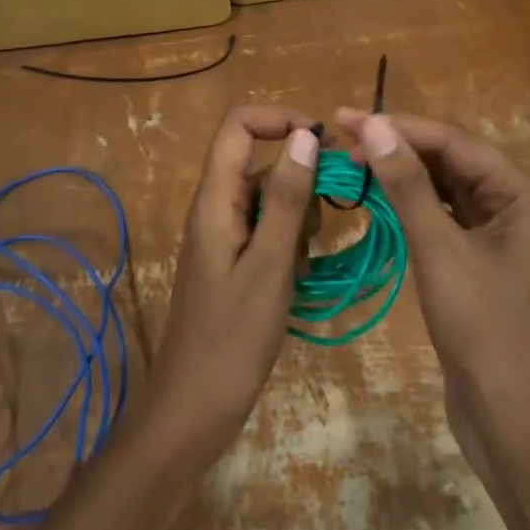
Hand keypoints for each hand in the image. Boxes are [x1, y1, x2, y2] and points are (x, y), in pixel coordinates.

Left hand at [138, 105, 319, 470]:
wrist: (193, 409)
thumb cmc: (232, 339)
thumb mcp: (269, 265)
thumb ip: (286, 198)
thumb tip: (305, 134)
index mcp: (215, 199)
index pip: (238, 125)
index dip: (279, 119)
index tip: (324, 143)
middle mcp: (216, 207)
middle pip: (259, 159)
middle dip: (301, 172)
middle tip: (336, 208)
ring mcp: (224, 235)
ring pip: (269, 195)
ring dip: (299, 212)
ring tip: (308, 256)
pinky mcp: (234, 260)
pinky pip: (267, 228)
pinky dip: (290, 240)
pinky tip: (300, 275)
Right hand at [333, 110, 529, 443]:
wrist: (514, 421)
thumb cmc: (484, 331)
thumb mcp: (441, 252)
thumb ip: (408, 186)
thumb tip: (374, 125)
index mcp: (520, 194)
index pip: (454, 141)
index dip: (400, 126)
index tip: (346, 119)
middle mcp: (513, 204)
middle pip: (451, 159)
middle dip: (399, 146)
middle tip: (342, 138)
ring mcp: (496, 234)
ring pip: (444, 187)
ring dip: (402, 173)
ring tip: (353, 161)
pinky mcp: (478, 259)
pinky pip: (442, 216)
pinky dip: (410, 205)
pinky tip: (378, 198)